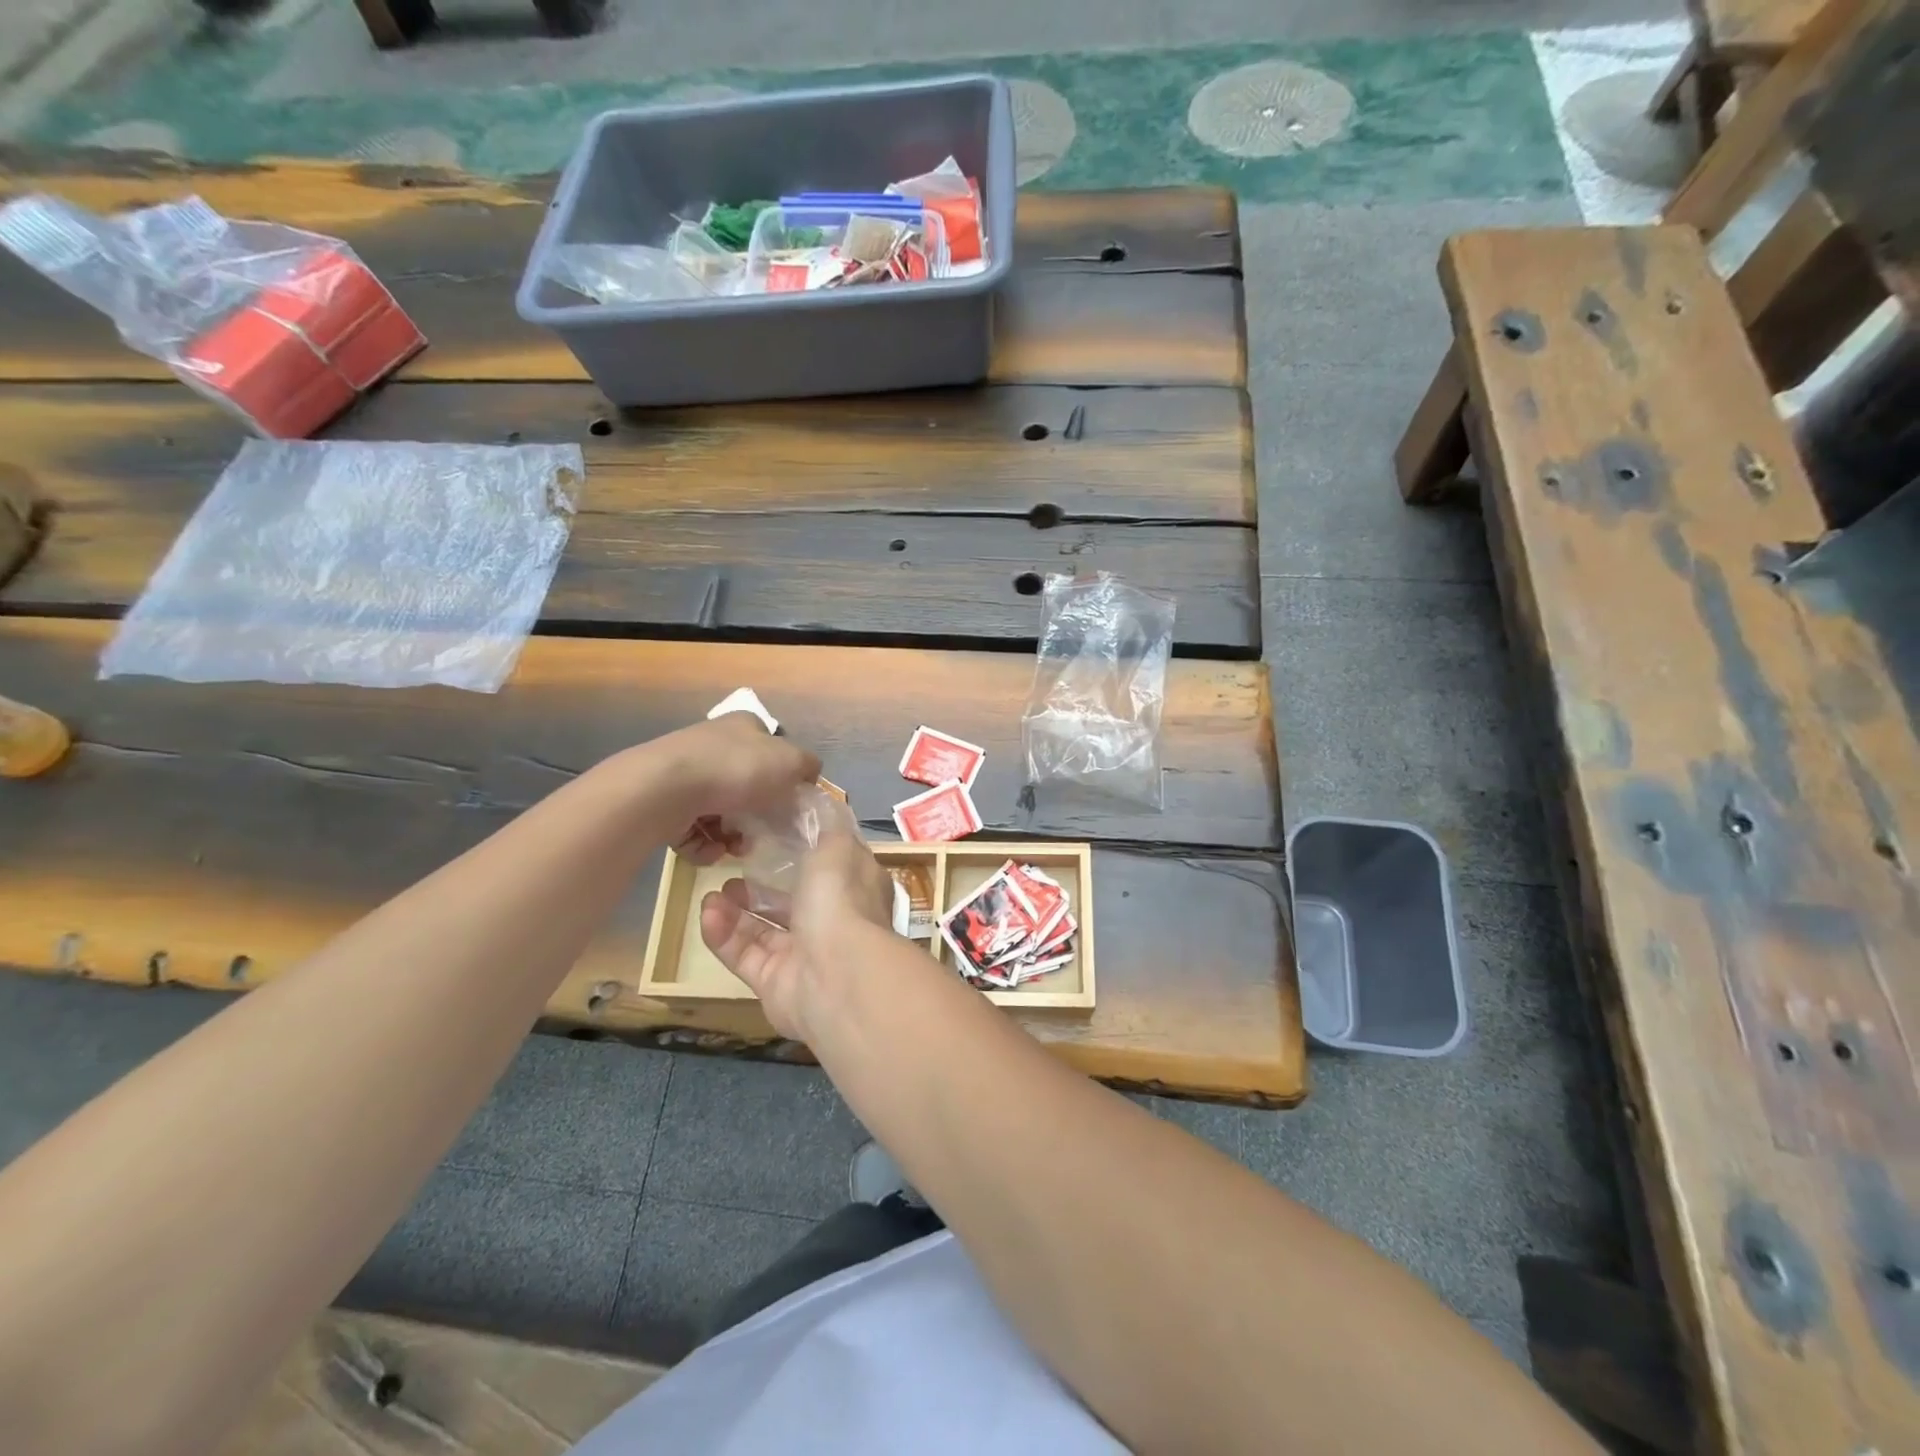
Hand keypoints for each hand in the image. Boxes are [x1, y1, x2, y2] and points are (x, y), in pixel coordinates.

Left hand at [651, 713, 820, 863]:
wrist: (665, 789)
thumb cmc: (737, 769)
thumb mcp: (790, 762)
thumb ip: (808, 767)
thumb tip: (810, 776)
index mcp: (743, 726)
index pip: (770, 747)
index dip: (783, 774)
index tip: (789, 802)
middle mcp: (712, 745)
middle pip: (745, 785)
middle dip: (757, 814)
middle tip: (763, 833)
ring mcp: (685, 775)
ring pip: (720, 812)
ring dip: (732, 836)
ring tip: (734, 849)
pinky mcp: (664, 804)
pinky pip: (693, 832)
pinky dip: (705, 846)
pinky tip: (711, 851)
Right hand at [698, 819, 895, 1040]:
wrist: (837, 977)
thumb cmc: (841, 901)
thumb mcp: (838, 847)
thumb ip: (827, 827)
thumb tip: (823, 805)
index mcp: (857, 890)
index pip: (833, 867)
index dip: (807, 851)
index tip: (775, 834)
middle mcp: (835, 923)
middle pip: (796, 902)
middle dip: (764, 886)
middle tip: (735, 866)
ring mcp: (805, 956)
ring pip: (765, 930)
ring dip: (738, 910)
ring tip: (713, 892)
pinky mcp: (775, 984)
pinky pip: (745, 955)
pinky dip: (724, 935)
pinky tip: (706, 913)